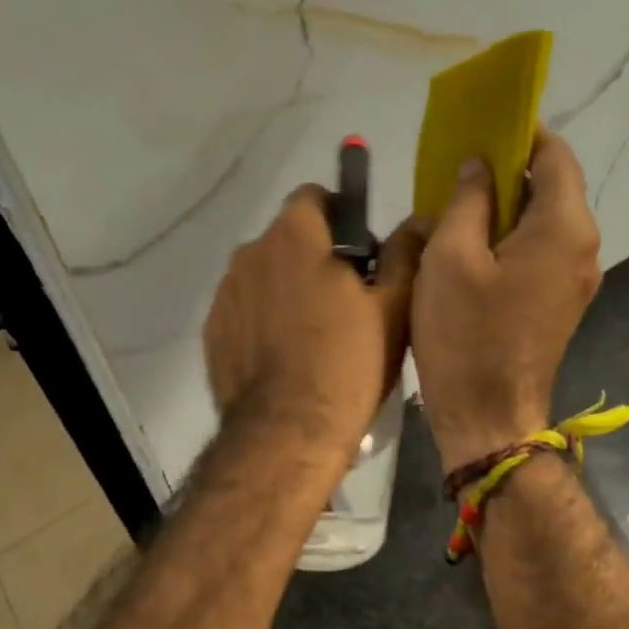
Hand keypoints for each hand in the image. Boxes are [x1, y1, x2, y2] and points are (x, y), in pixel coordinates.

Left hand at [204, 185, 428, 454]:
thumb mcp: (394, 307)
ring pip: (264, 276)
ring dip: (286, 289)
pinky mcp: (213, 331)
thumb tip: (416, 220)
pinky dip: (262, 321)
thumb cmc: (349, 362)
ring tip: (312, 335)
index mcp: (294, 235)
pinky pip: (244, 310)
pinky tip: (284, 357)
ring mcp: (225, 293)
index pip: (314, 197)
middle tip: (344, 301)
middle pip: (287, 238)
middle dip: (314, 256)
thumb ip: (404, 253)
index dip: (341, 216)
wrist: (287, 432)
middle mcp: (250, 253)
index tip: (359, 255)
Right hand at [411, 131, 601, 473]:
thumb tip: (480, 167)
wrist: (488, 416)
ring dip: (504, 208)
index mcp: (564, 226)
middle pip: (551, 186)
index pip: (554, 154)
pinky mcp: (560, 303)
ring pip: (543, 221)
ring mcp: (576, 278)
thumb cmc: (465, 335)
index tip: (478, 132)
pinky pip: (539, 252)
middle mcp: (583, 246)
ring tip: (456, 211)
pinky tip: (471, 250)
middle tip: (455, 173)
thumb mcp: (450, 258)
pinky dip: (510, 239)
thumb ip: (467, 200)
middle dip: (506, 172)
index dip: (519, 134)